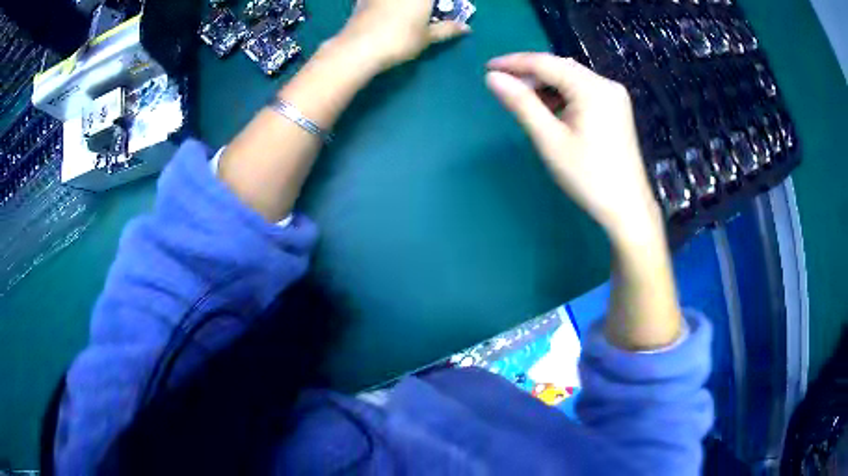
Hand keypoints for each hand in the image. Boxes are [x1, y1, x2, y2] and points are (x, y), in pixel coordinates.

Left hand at [338, 0, 470, 70]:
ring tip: (409, 13)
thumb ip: (447, 29)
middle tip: (428, 10)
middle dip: (424, 3)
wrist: (359, 47)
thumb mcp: (427, 37)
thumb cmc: (400, 40)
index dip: (441, 3)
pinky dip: (384, 3)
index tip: (446, 6)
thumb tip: (466, 28)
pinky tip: (385, 9)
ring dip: (404, 4)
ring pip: (396, 0)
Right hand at [486, 53, 661, 243]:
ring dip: (546, 85)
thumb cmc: (588, 176)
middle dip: (530, 75)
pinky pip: (582, 91)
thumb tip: (493, 78)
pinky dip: (563, 95)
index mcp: (592, 88)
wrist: (627, 208)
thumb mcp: (550, 139)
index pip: (546, 63)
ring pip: (571, 78)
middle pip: (560, 67)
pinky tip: (550, 110)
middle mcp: (605, 84)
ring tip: (525, 102)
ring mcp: (614, 95)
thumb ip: (522, 104)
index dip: (514, 63)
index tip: (487, 67)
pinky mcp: (615, 108)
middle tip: (504, 88)